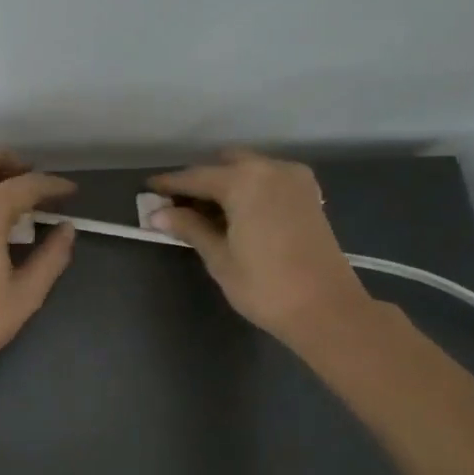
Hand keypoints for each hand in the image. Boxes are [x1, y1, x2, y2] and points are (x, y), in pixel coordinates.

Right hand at [147, 148, 378, 351]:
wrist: (326, 309)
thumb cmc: (265, 285)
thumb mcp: (219, 257)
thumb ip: (190, 227)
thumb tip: (157, 214)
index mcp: (245, 180)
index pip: (196, 177)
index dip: (169, 185)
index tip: (147, 189)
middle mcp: (271, 169)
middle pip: (224, 165)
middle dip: (200, 181)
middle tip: (177, 206)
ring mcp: (295, 180)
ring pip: (249, 170)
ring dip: (225, 184)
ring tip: (203, 213)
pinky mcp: (309, 196)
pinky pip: (268, 180)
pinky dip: (248, 189)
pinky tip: (235, 214)